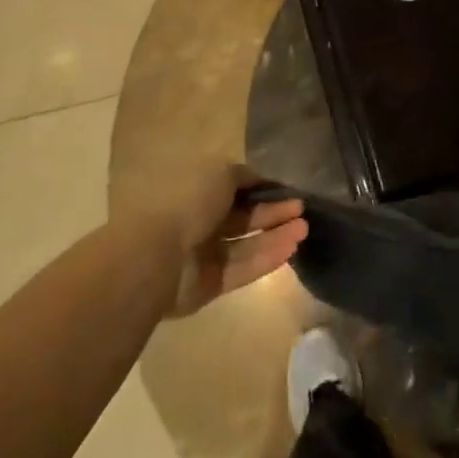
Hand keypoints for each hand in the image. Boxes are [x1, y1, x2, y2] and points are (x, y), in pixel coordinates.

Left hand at [130, 161, 307, 317]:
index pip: (232, 189)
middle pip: (242, 217)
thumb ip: (243, 177)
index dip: (261, 187)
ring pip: (246, 243)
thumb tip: (259, 181)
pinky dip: (267, 258)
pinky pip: (242, 268)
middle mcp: (197, 222)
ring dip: (276, 235)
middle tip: (300, 208)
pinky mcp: (210, 284)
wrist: (154, 256)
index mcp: (194, 192)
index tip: (287, 188)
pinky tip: (291, 248)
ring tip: (304, 228)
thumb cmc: (187, 202)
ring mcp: (202, 255)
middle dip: (273, 211)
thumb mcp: (219, 173)